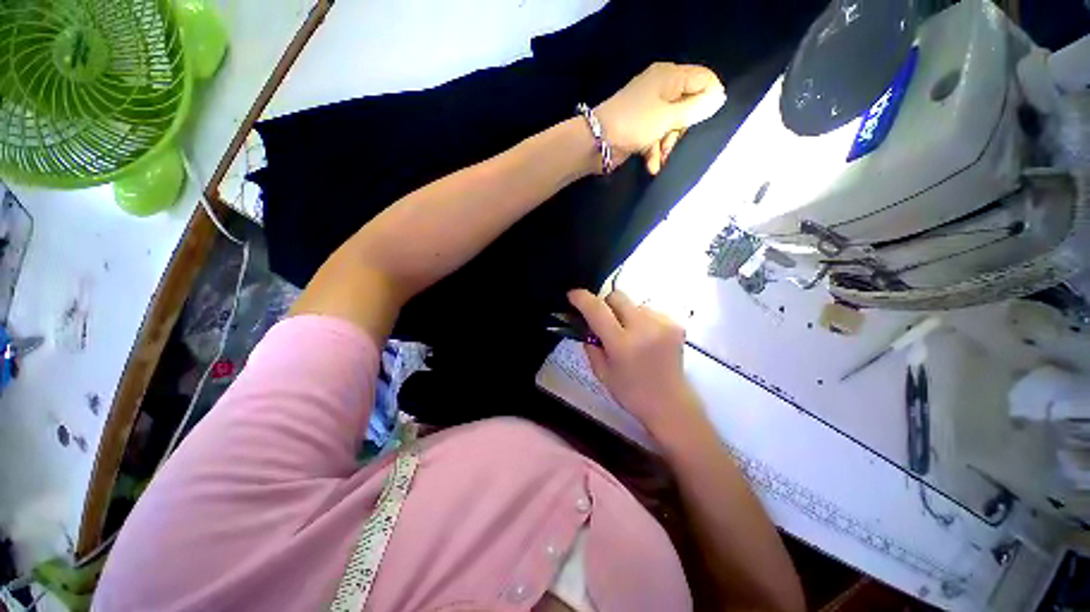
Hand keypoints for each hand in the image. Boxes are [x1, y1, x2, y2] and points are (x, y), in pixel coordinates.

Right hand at [567, 289, 702, 437]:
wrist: (669, 402)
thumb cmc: (632, 393)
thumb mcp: (603, 374)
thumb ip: (592, 346)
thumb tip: (587, 325)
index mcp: (622, 344)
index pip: (597, 310)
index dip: (582, 298)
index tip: (573, 295)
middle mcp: (643, 328)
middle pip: (618, 296)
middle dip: (607, 305)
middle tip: (606, 323)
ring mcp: (663, 323)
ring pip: (636, 304)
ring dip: (628, 315)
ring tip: (633, 338)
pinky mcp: (676, 324)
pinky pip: (652, 312)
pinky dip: (646, 321)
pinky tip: (648, 340)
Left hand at [596, 63, 725, 174]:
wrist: (596, 142)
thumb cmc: (635, 123)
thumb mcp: (672, 116)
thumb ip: (699, 106)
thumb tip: (721, 96)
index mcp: (669, 75)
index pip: (706, 78)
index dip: (710, 98)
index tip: (705, 117)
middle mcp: (663, 84)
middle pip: (694, 103)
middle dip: (687, 125)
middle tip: (676, 134)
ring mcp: (653, 102)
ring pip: (679, 121)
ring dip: (671, 140)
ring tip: (661, 151)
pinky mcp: (646, 120)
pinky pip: (663, 130)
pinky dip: (659, 145)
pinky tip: (652, 160)